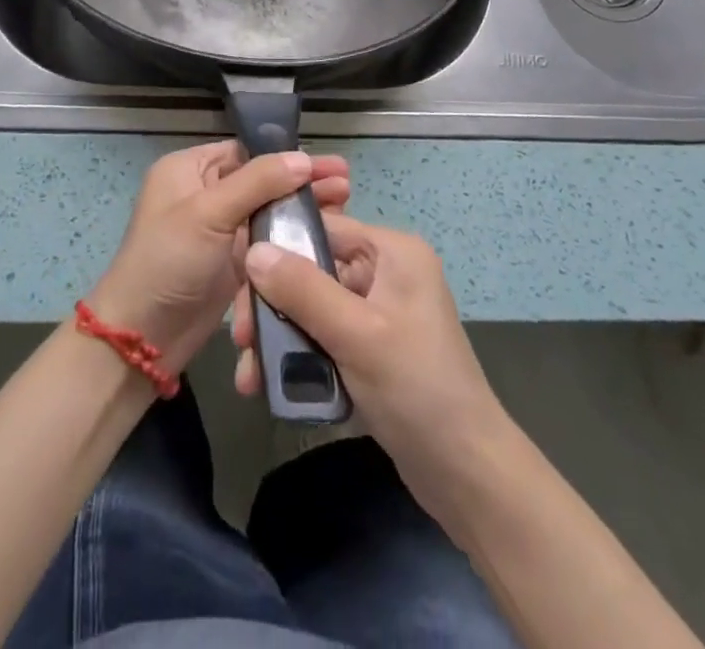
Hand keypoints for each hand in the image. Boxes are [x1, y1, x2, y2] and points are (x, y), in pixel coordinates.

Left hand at [89, 141, 349, 375]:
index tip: (329, 164)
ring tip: (345, 206)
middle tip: (346, 184)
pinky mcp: (232, 263)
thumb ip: (257, 182)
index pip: (246, 151)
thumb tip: (302, 157)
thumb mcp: (209, 213)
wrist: (141, 339)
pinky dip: (292, 238)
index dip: (287, 156)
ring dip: (303, 209)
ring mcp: (219, 230)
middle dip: (303, 182)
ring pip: (268, 211)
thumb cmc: (168, 263)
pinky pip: (267, 242)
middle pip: (262, 180)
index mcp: (189, 170)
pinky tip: (324, 237)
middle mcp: (205, 193)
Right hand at [232, 216, 511, 516]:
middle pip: (312, 270)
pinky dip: (297, 357)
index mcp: (392, 252)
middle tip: (239, 339)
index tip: (238, 280)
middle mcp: (385, 272)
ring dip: (278, 336)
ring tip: (248, 375)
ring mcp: (378, 312)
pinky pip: (323, 337)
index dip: (278, 247)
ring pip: (312, 307)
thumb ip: (303, 289)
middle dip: (272, 304)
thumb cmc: (416, 388)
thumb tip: (252, 250)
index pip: (323, 228)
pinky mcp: (371, 349)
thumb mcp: (356, 334)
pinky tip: (267, 386)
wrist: (466, 475)